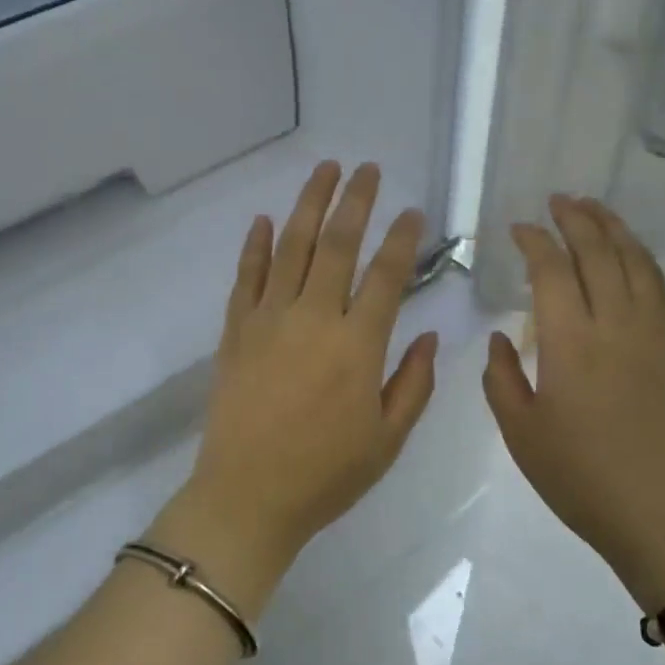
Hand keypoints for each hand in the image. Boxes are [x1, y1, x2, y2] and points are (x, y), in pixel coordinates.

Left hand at [150, 162, 438, 611]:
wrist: (247, 497)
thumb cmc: (325, 475)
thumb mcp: (387, 440)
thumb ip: (413, 383)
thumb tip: (428, 336)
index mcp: (357, 345)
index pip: (385, 275)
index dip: (401, 238)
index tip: (412, 211)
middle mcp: (313, 319)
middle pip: (337, 245)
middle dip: (354, 201)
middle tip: (367, 168)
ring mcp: (268, 321)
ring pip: (291, 248)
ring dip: (308, 205)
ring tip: (324, 171)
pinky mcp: (235, 332)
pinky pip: (246, 277)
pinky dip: (254, 246)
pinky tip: (263, 219)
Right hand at [482, 195, 664, 607]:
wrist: (663, 515)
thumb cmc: (581, 479)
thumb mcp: (521, 433)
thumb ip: (501, 377)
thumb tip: (503, 336)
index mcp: (571, 344)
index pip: (552, 271)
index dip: (534, 242)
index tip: (518, 228)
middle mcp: (616, 326)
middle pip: (599, 253)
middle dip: (576, 220)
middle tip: (558, 200)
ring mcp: (654, 335)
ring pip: (636, 262)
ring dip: (614, 229)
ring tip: (594, 209)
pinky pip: (659, 288)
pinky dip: (642, 259)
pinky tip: (630, 255)